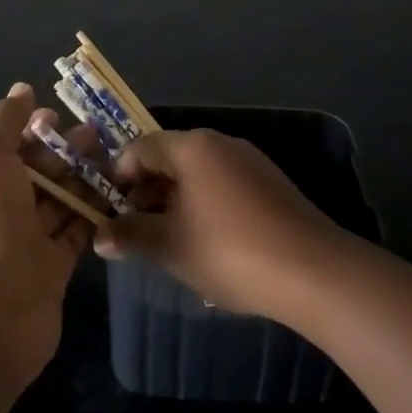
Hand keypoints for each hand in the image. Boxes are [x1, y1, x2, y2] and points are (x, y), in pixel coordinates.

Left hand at [0, 84, 97, 393]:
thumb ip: (4, 121)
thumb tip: (22, 90)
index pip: (10, 142)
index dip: (36, 126)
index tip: (65, 114)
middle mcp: (1, 205)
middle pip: (40, 168)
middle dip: (68, 148)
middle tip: (104, 135)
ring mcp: (27, 239)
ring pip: (61, 197)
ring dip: (86, 177)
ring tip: (119, 160)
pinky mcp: (53, 268)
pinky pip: (77, 230)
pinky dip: (96, 213)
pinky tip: (120, 195)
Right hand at [94, 128, 350, 321]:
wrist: (313, 270)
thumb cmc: (230, 251)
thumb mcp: (172, 248)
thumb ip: (131, 236)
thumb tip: (99, 236)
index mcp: (191, 147)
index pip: (141, 147)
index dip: (120, 176)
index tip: (110, 210)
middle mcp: (219, 142)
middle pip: (170, 157)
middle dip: (147, 191)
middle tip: (135, 230)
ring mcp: (249, 160)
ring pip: (198, 172)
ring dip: (176, 200)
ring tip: (168, 240)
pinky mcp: (270, 182)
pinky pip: (223, 183)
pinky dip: (205, 203)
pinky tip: (208, 242)